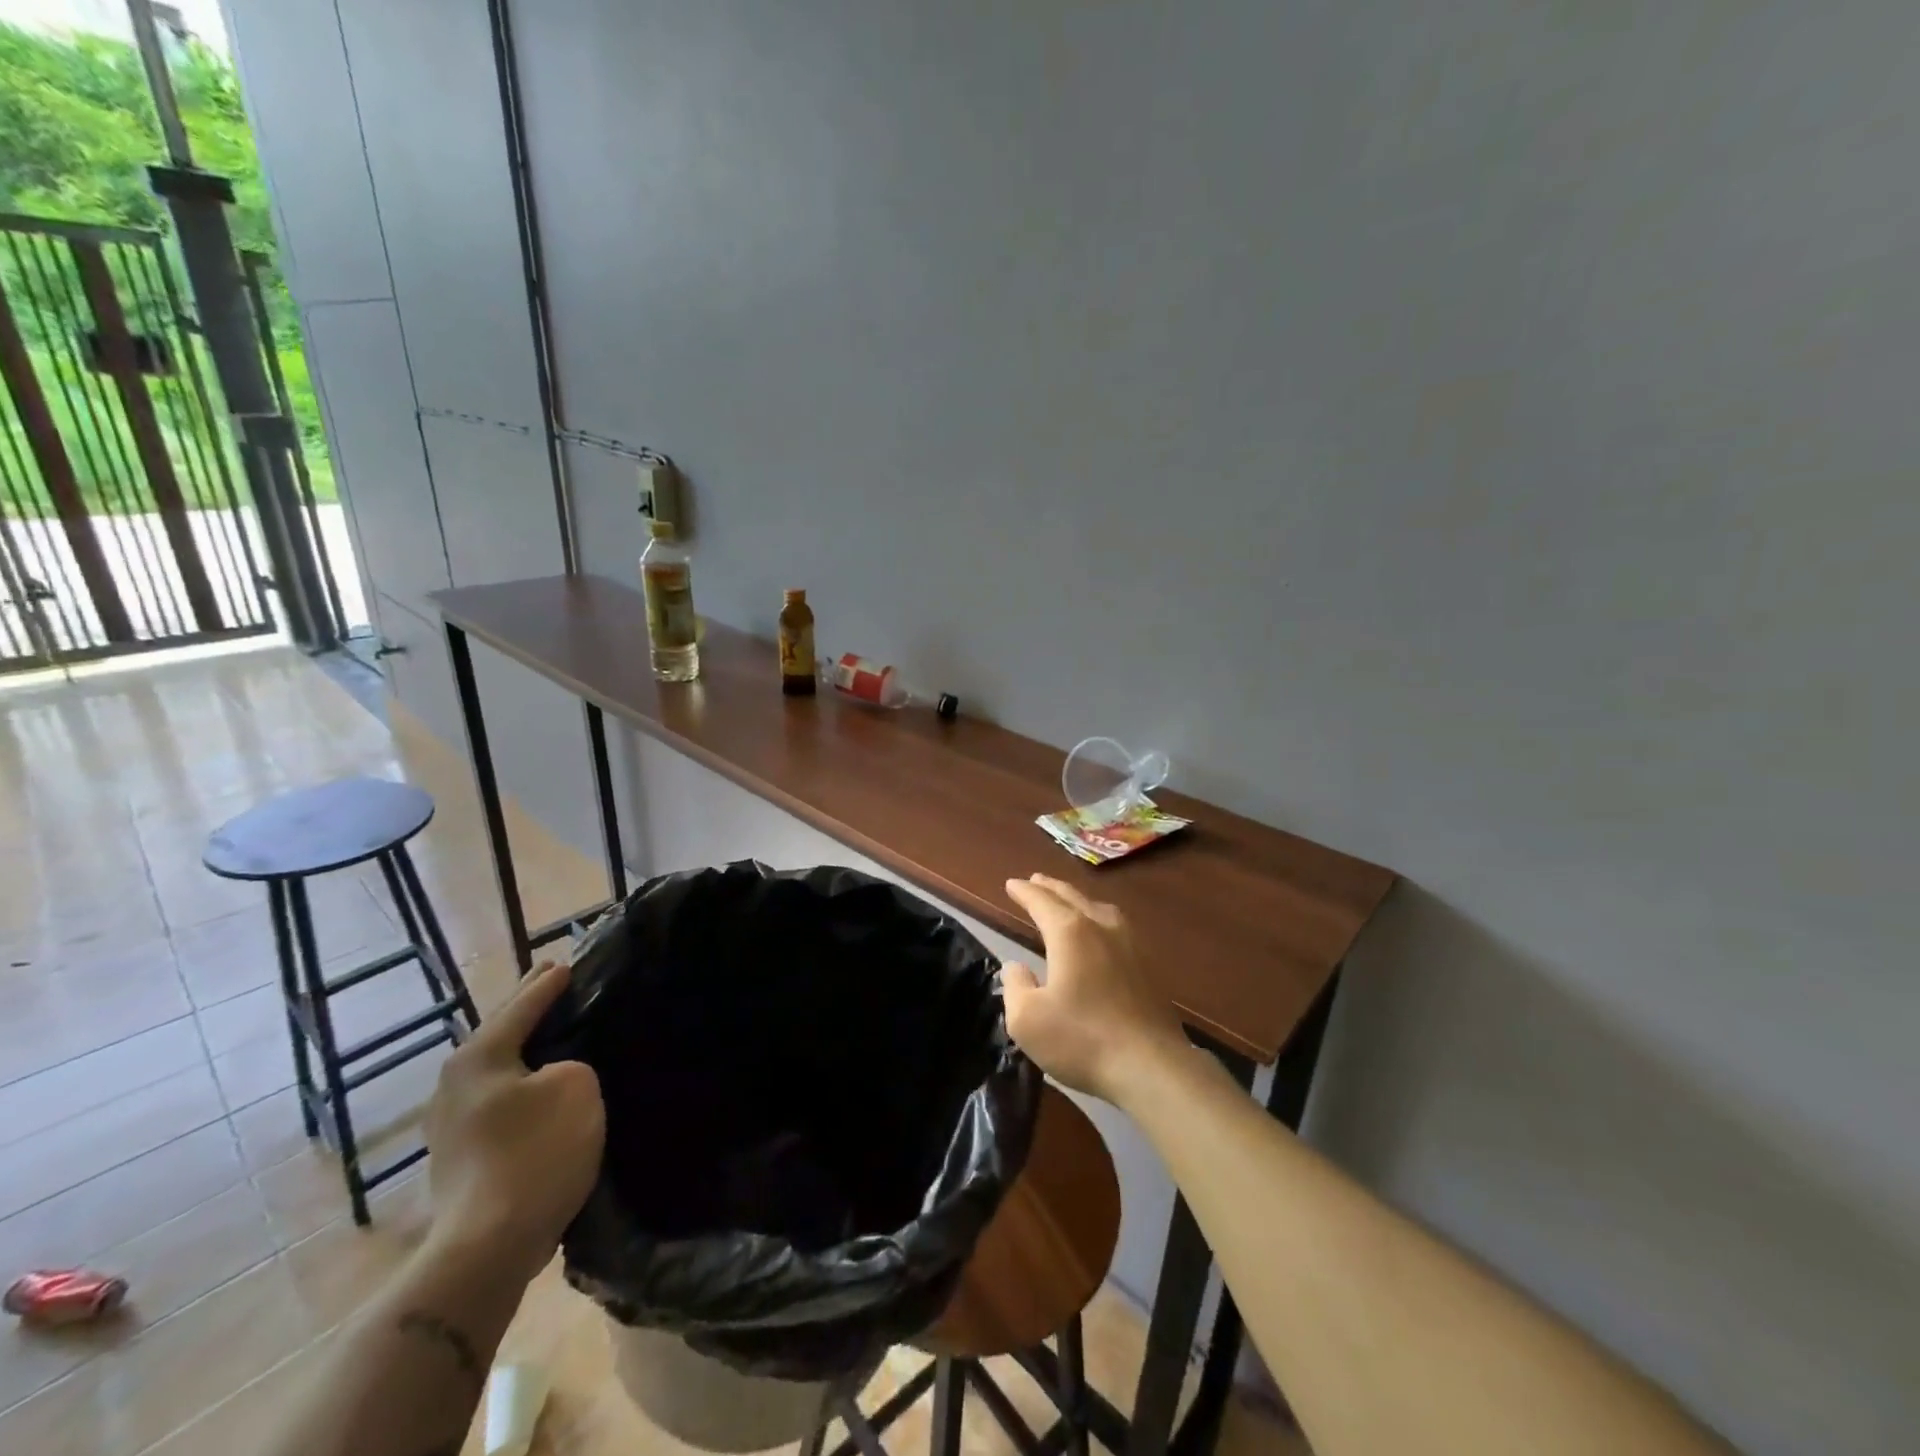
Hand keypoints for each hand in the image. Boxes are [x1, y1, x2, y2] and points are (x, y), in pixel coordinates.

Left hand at [424, 962, 604, 1278]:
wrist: (486, 1247)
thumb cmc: (535, 1153)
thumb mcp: (576, 1087)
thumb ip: (571, 1063)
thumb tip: (554, 1076)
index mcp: (479, 1056)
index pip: (522, 1005)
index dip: (550, 983)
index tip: (568, 962)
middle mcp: (454, 1082)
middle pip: (501, 1032)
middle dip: (528, 1008)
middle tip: (553, 981)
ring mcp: (450, 1123)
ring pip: (498, 1067)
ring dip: (524, 1047)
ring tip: (553, 1031)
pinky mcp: (459, 1155)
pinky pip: (498, 1098)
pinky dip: (520, 1081)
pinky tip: (539, 1085)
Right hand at [1001, 874, 1186, 1104]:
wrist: (1151, 1065)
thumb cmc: (1082, 1039)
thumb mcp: (1027, 1020)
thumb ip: (1015, 987)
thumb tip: (1016, 967)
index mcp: (1069, 933)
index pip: (1041, 902)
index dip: (1024, 892)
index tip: (1011, 884)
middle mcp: (1101, 927)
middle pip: (1072, 898)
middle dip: (1050, 888)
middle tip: (1036, 880)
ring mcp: (1130, 944)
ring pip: (1099, 908)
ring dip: (1078, 900)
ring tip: (1068, 901)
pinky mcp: (1148, 966)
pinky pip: (1117, 927)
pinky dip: (1099, 918)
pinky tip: (1102, 933)